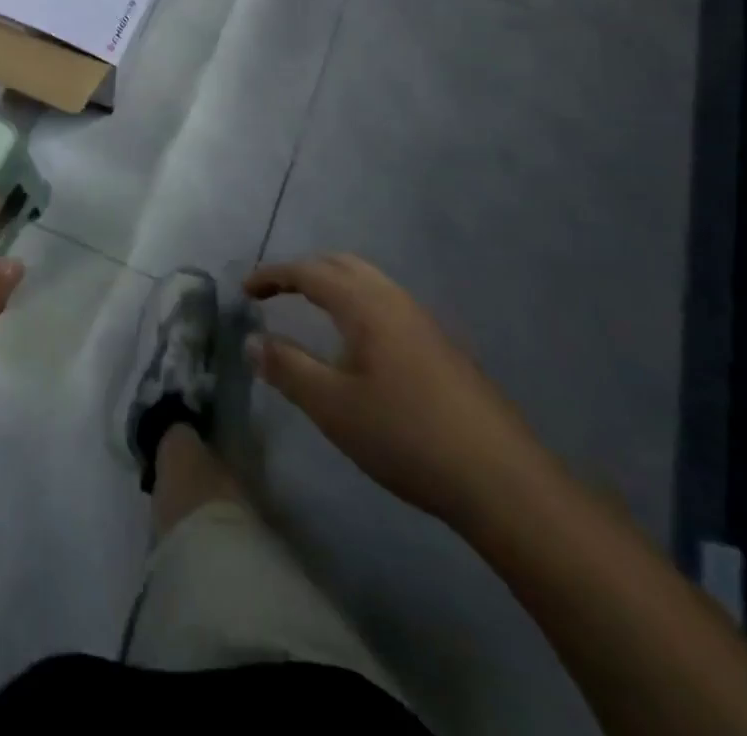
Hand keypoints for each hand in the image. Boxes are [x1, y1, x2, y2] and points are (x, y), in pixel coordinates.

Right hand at [245, 255, 543, 523]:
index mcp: (365, 304)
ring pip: (369, 283)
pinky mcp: (442, 347)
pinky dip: (357, 304)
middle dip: (303, 271)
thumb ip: (287, 368)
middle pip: (342, 265)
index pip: (309, 271)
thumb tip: (252, 340)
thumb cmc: (405, 435)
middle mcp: (395, 300)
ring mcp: (424, 322)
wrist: (501, 480)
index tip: (245, 290)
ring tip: (309, 312)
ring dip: (333, 286)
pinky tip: (357, 345)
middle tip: (274, 293)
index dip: (272, 275)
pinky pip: (387, 304)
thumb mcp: (332, 406)